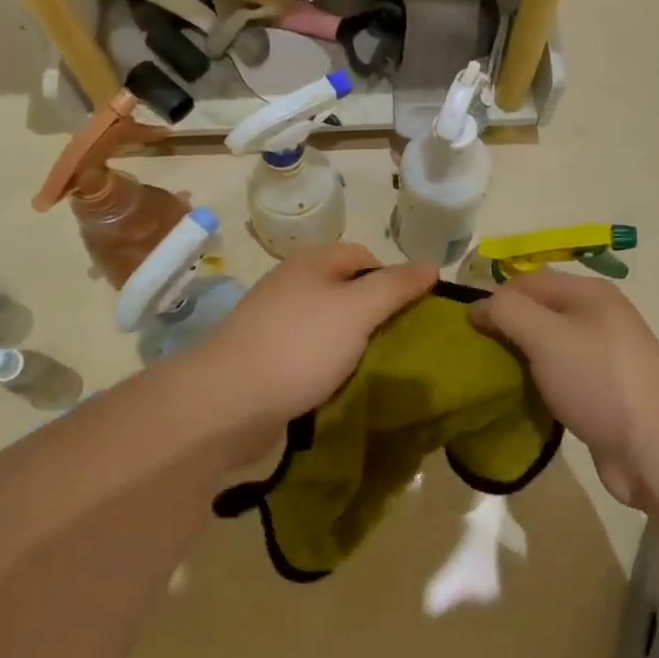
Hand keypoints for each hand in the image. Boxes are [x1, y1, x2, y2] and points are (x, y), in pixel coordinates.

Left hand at [180, 244, 436, 446]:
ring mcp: (274, 322)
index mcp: (312, 263)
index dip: (392, 279)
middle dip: (374, 315)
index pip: (364, 256)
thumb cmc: (300, 346)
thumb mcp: (358, 309)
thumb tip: (432, 264)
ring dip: (352, 344)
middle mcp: (291, 284)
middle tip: (398, 344)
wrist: (226, 401)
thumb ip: (396, 286)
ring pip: (328, 324)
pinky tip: (337, 385)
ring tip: (371, 368)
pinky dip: (327, 365)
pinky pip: (308, 353)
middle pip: (346, 290)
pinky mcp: (265, 357)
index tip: (410, 313)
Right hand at [470, 272, 658, 509]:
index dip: (494, 299)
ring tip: (492, 379)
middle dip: (505, 330)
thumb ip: (507, 312)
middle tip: (475, 357)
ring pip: (546, 347)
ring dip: (520, 360)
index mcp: (588, 293)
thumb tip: (477, 307)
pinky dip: (538, 385)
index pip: (527, 281)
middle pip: (537, 313)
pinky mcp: (601, 392)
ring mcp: (602, 356)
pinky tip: (521, 400)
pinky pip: (558, 377)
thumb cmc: (598, 380)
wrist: (656, 448)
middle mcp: (597, 317)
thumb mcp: (545, 336)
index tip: (466, 330)